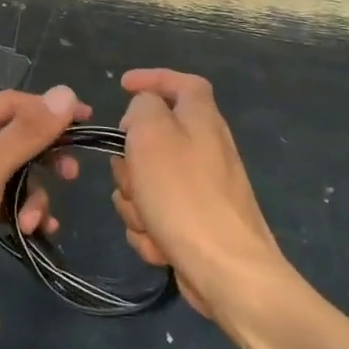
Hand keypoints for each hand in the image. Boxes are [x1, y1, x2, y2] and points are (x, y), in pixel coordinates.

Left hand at [0, 86, 86, 308]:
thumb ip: (27, 133)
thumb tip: (66, 92)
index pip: (12, 104)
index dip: (50, 112)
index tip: (89, 124)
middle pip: (13, 139)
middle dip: (42, 160)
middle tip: (70, 177)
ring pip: (8, 174)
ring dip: (29, 195)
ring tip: (33, 223)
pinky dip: (15, 212)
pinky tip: (29, 233)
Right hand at [110, 69, 287, 318]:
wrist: (226, 270)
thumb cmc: (184, 194)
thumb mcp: (152, 134)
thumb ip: (142, 108)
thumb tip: (142, 114)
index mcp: (201, 119)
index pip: (182, 82)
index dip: (153, 78)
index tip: (122, 86)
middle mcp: (205, 149)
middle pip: (151, 139)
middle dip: (129, 162)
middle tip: (132, 175)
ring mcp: (201, 189)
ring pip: (145, 182)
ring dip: (135, 202)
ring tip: (150, 220)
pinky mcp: (194, 224)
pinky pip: (154, 215)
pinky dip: (150, 230)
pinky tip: (161, 245)